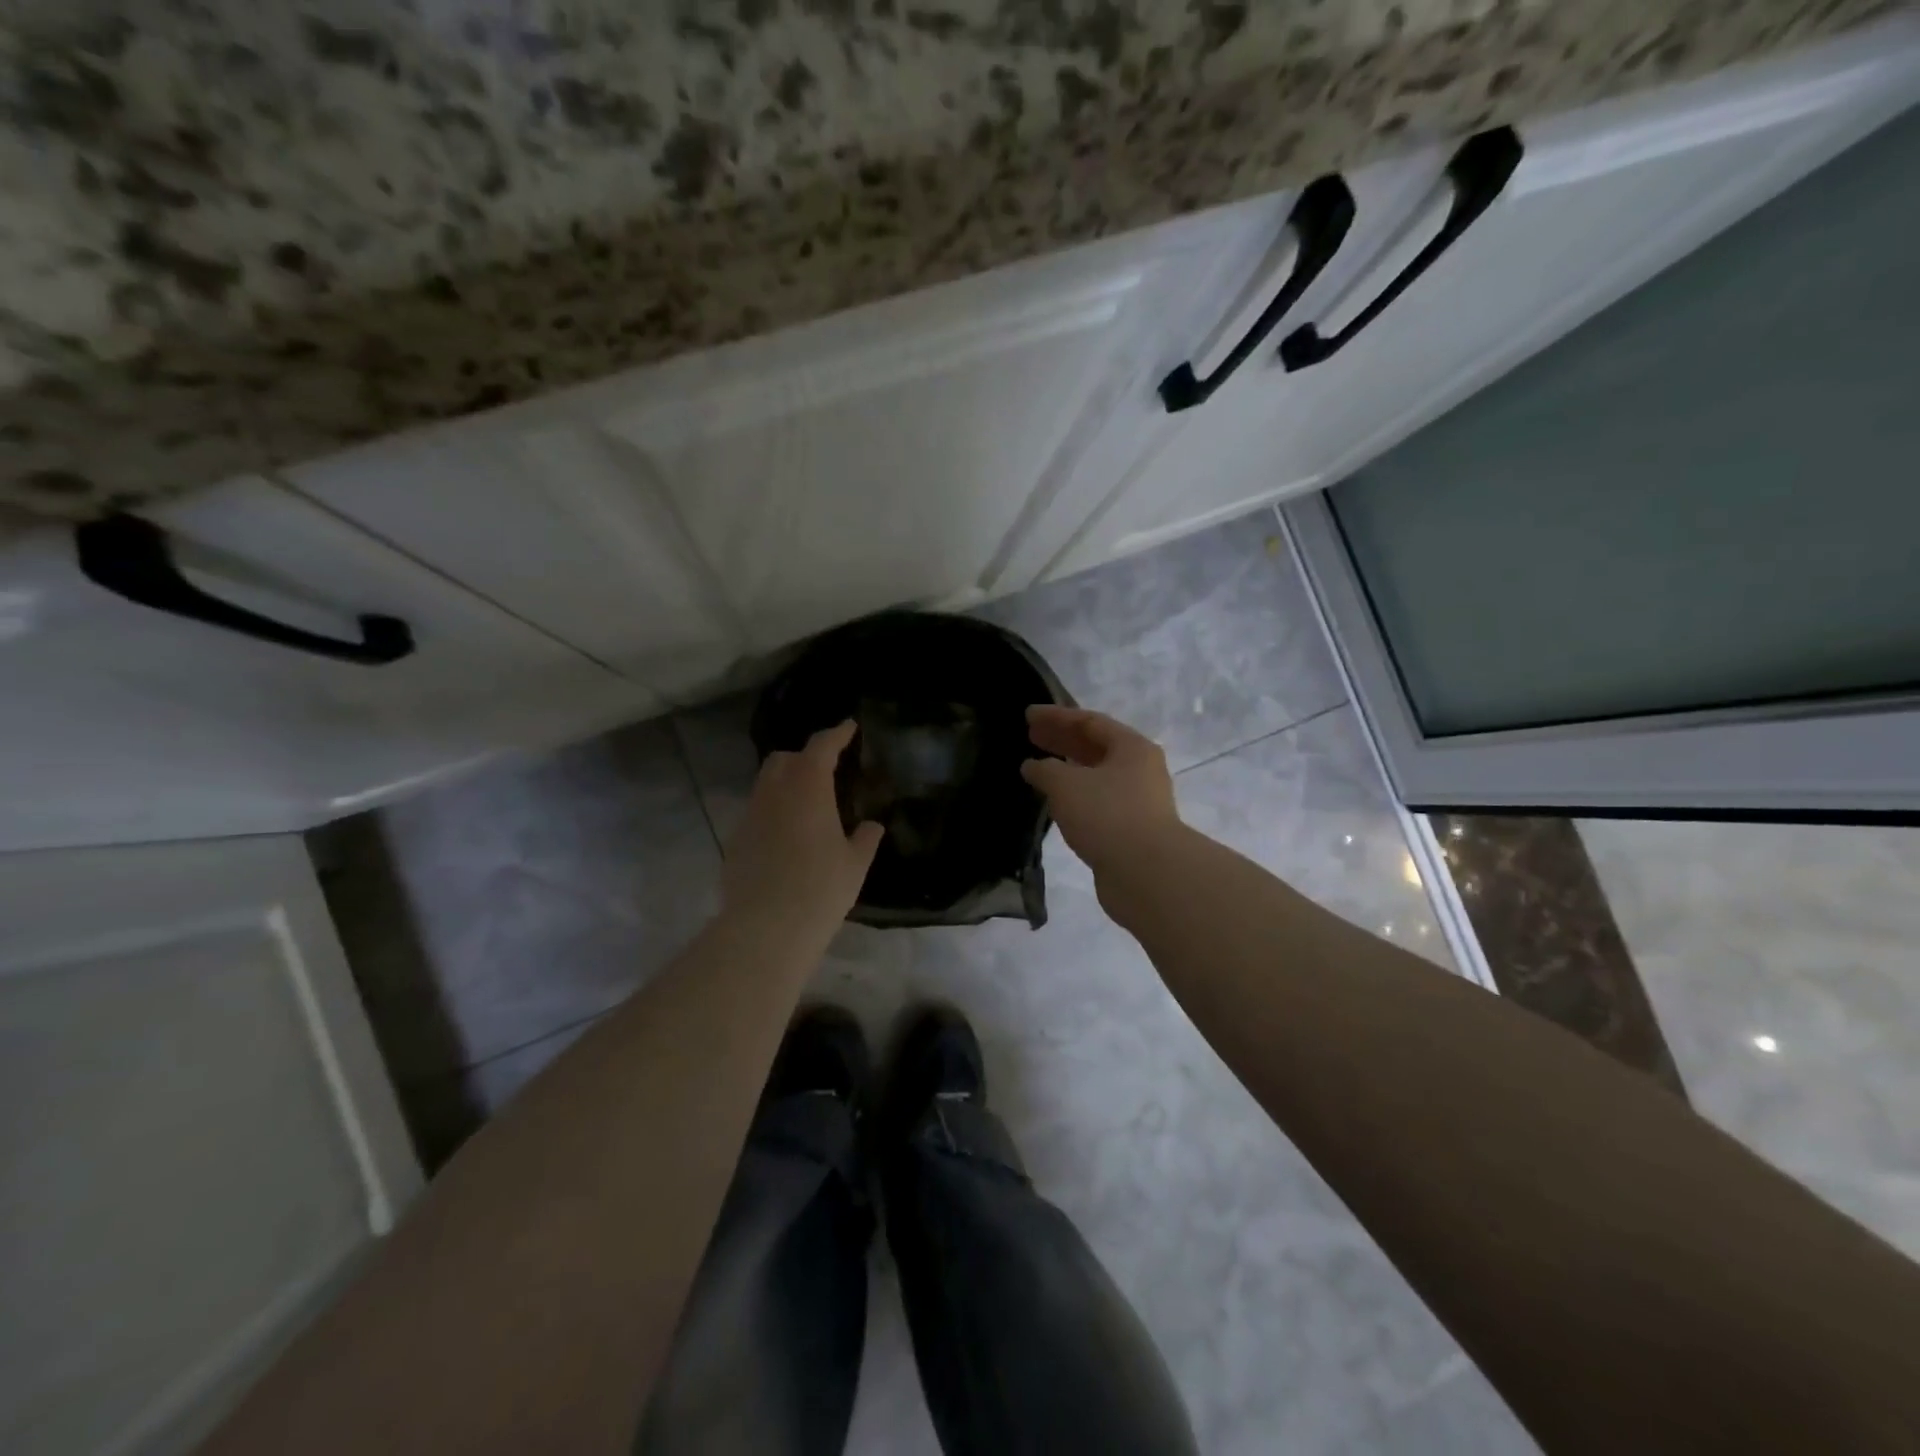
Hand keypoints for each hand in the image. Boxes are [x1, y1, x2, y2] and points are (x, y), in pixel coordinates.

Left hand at [722, 720, 883, 937]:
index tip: (849, 727)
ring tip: (807, 804)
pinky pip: (756, 813)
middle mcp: (774, 792)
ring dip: (785, 783)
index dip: (837, 734)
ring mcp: (750, 815)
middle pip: (784, 758)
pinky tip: (787, 837)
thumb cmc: (821, 888)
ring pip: (765, 784)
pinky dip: (773, 812)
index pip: (821, 746)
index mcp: (808, 787)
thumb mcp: (855, 864)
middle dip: (805, 757)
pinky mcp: (735, 840)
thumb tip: (872, 826)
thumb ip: (865, 838)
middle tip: (826, 770)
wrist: (766, 927)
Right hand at [1022, 706, 1182, 873]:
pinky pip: (1098, 802)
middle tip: (1031, 736)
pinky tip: (1055, 802)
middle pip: (1096, 746)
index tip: (1028, 715)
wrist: (1147, 873)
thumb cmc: (1107, 815)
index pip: (1090, 721)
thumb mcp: (1066, 784)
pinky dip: (1075, 796)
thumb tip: (1033, 766)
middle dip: (1062, 739)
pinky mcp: (1131, 830)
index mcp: (1132, 747)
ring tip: (1039, 768)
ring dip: (1068, 769)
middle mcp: (1140, 769)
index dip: (1057, 716)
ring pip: (1097, 776)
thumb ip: (1045, 769)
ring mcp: (1138, 801)